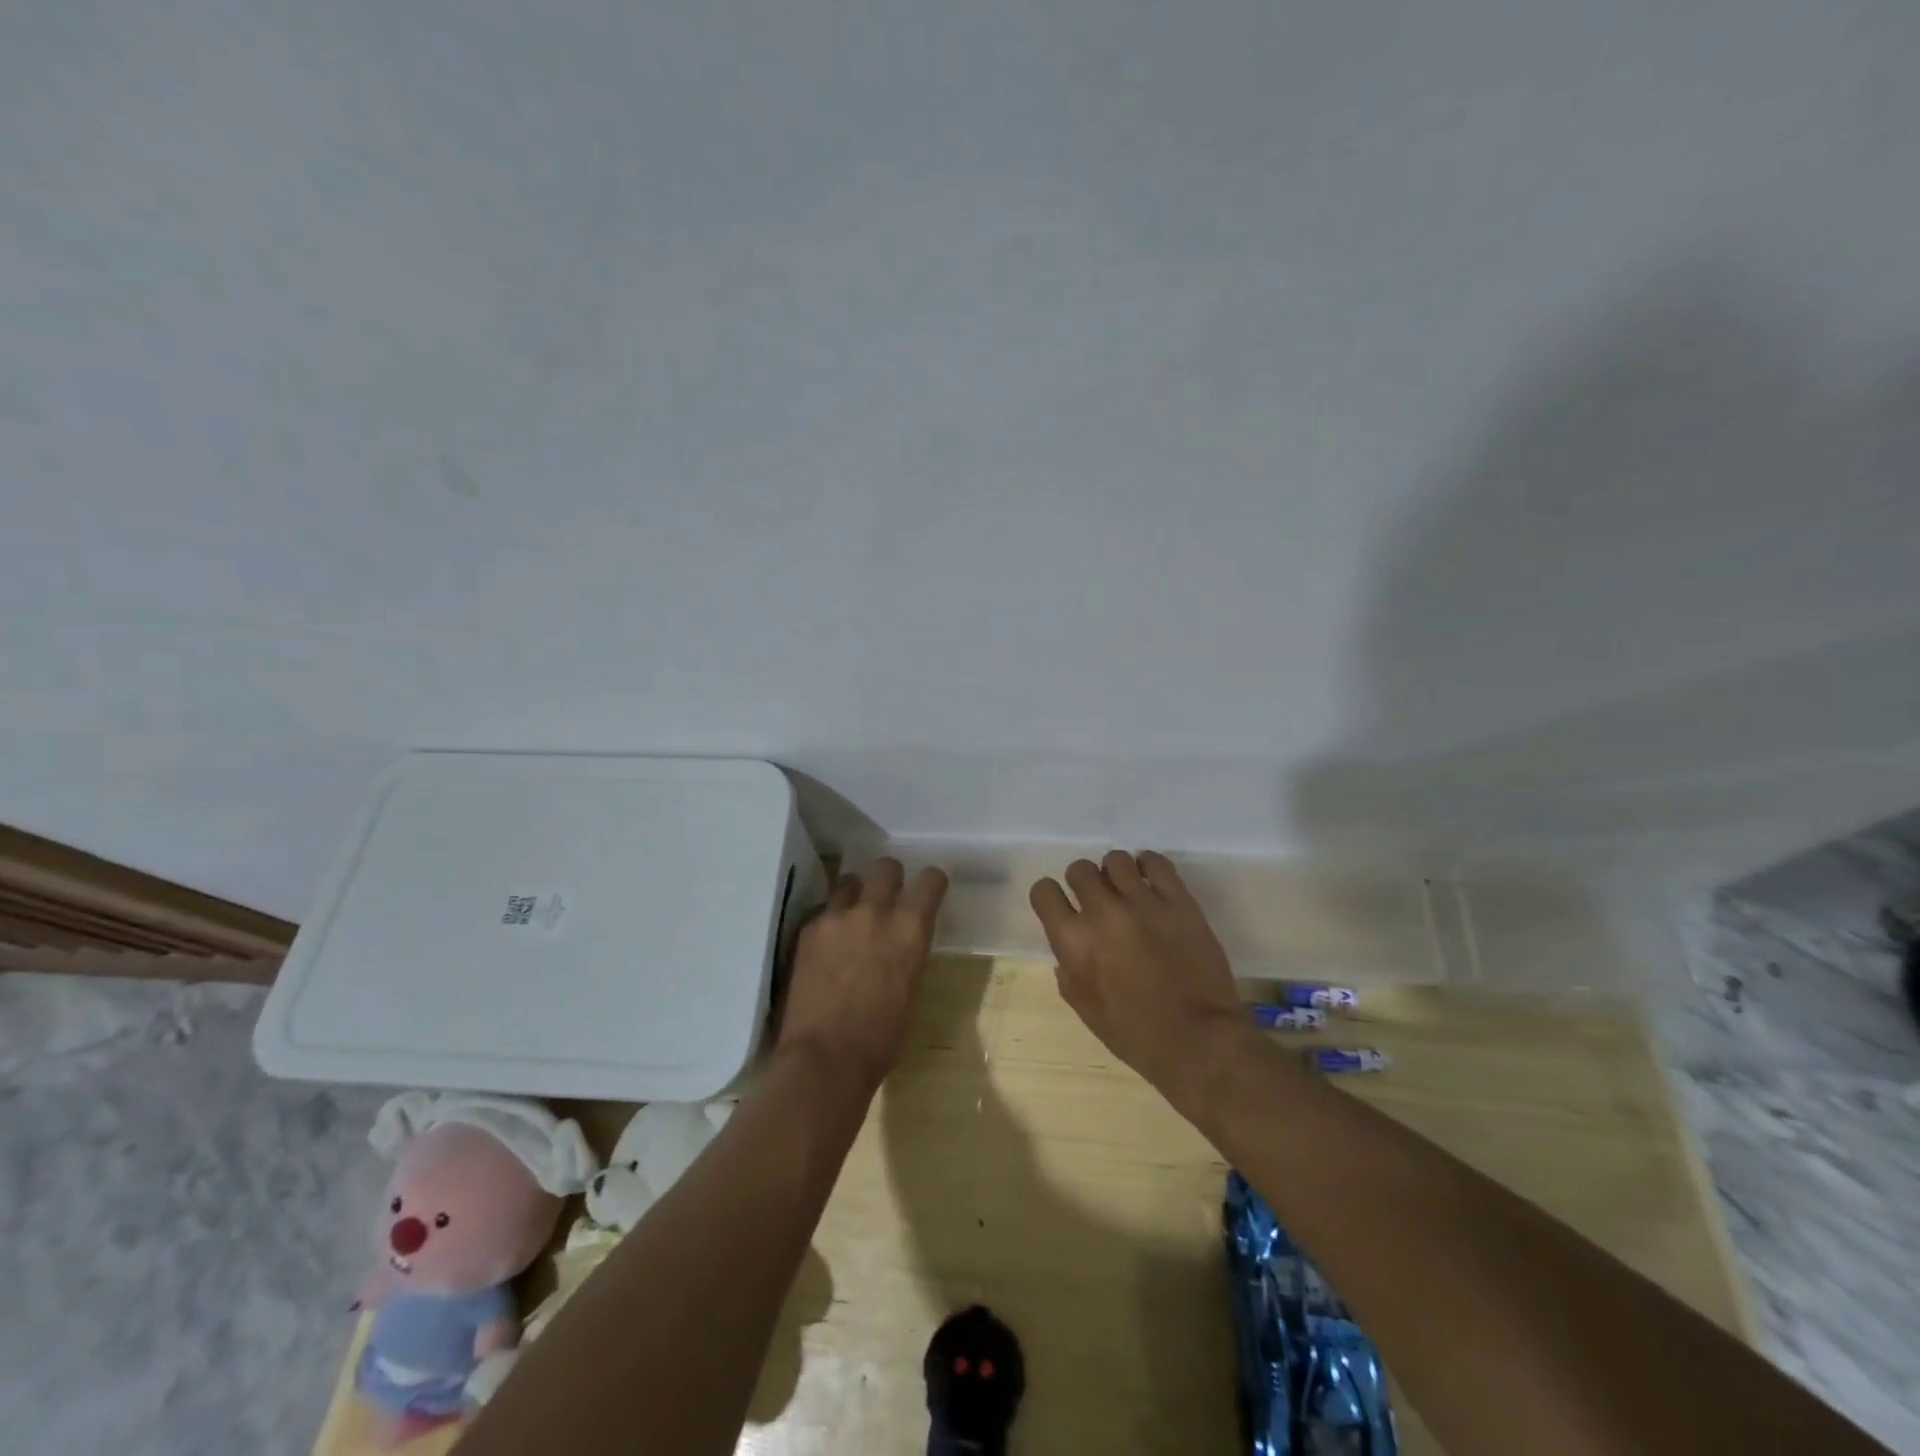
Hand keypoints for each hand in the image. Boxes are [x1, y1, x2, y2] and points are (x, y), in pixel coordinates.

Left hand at [777, 857, 947, 1097]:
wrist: (825, 1058)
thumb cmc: (881, 1038)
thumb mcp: (911, 988)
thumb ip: (907, 951)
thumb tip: (902, 941)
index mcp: (910, 929)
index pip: (930, 880)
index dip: (932, 882)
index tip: (929, 890)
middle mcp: (875, 911)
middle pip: (885, 867)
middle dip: (890, 877)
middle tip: (887, 896)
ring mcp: (836, 916)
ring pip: (849, 881)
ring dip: (855, 894)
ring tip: (852, 917)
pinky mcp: (807, 929)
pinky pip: (822, 910)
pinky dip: (829, 920)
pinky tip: (827, 944)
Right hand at [1030, 851, 1255, 1116]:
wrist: (1199, 1041)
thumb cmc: (1136, 1035)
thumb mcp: (1087, 1011)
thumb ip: (1069, 974)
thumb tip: (1068, 952)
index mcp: (1073, 941)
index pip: (1044, 892)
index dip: (1050, 896)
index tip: (1061, 905)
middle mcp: (1103, 912)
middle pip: (1079, 869)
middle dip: (1083, 882)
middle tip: (1097, 900)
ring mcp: (1143, 902)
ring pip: (1116, 859)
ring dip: (1115, 873)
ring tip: (1127, 889)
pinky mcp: (1179, 900)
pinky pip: (1156, 862)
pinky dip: (1148, 865)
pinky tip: (1150, 880)